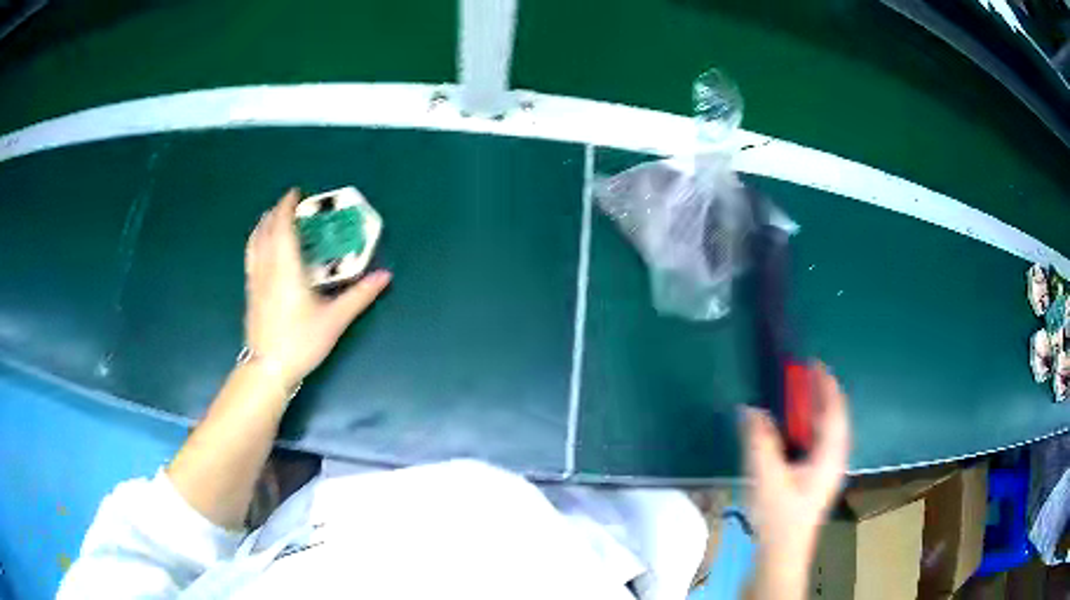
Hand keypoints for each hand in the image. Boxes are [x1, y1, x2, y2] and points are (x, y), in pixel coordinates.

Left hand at [244, 189, 390, 389]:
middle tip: (290, 204)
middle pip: (267, 230)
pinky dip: (257, 241)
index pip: (283, 226)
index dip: (287, 206)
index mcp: (287, 267)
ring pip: (255, 242)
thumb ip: (359, 295)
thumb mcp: (335, 320)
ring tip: (273, 219)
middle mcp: (267, 268)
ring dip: (264, 224)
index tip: (296, 193)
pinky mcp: (250, 292)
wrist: (268, 368)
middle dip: (276, 212)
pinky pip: (251, 256)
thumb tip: (385, 276)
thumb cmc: (301, 341)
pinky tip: (262, 248)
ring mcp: (255, 280)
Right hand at [743, 363, 849, 570]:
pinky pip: (817, 443)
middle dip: (819, 395)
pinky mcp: (815, 480)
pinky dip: (808, 428)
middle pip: (833, 419)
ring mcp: (826, 471)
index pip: (835, 411)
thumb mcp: (767, 477)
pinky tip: (792, 432)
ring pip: (826, 432)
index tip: (813, 364)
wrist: (782, 554)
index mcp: (830, 455)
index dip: (826, 385)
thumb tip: (750, 409)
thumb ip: (759, 441)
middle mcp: (834, 459)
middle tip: (799, 378)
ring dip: (813, 412)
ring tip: (796, 399)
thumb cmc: (780, 517)